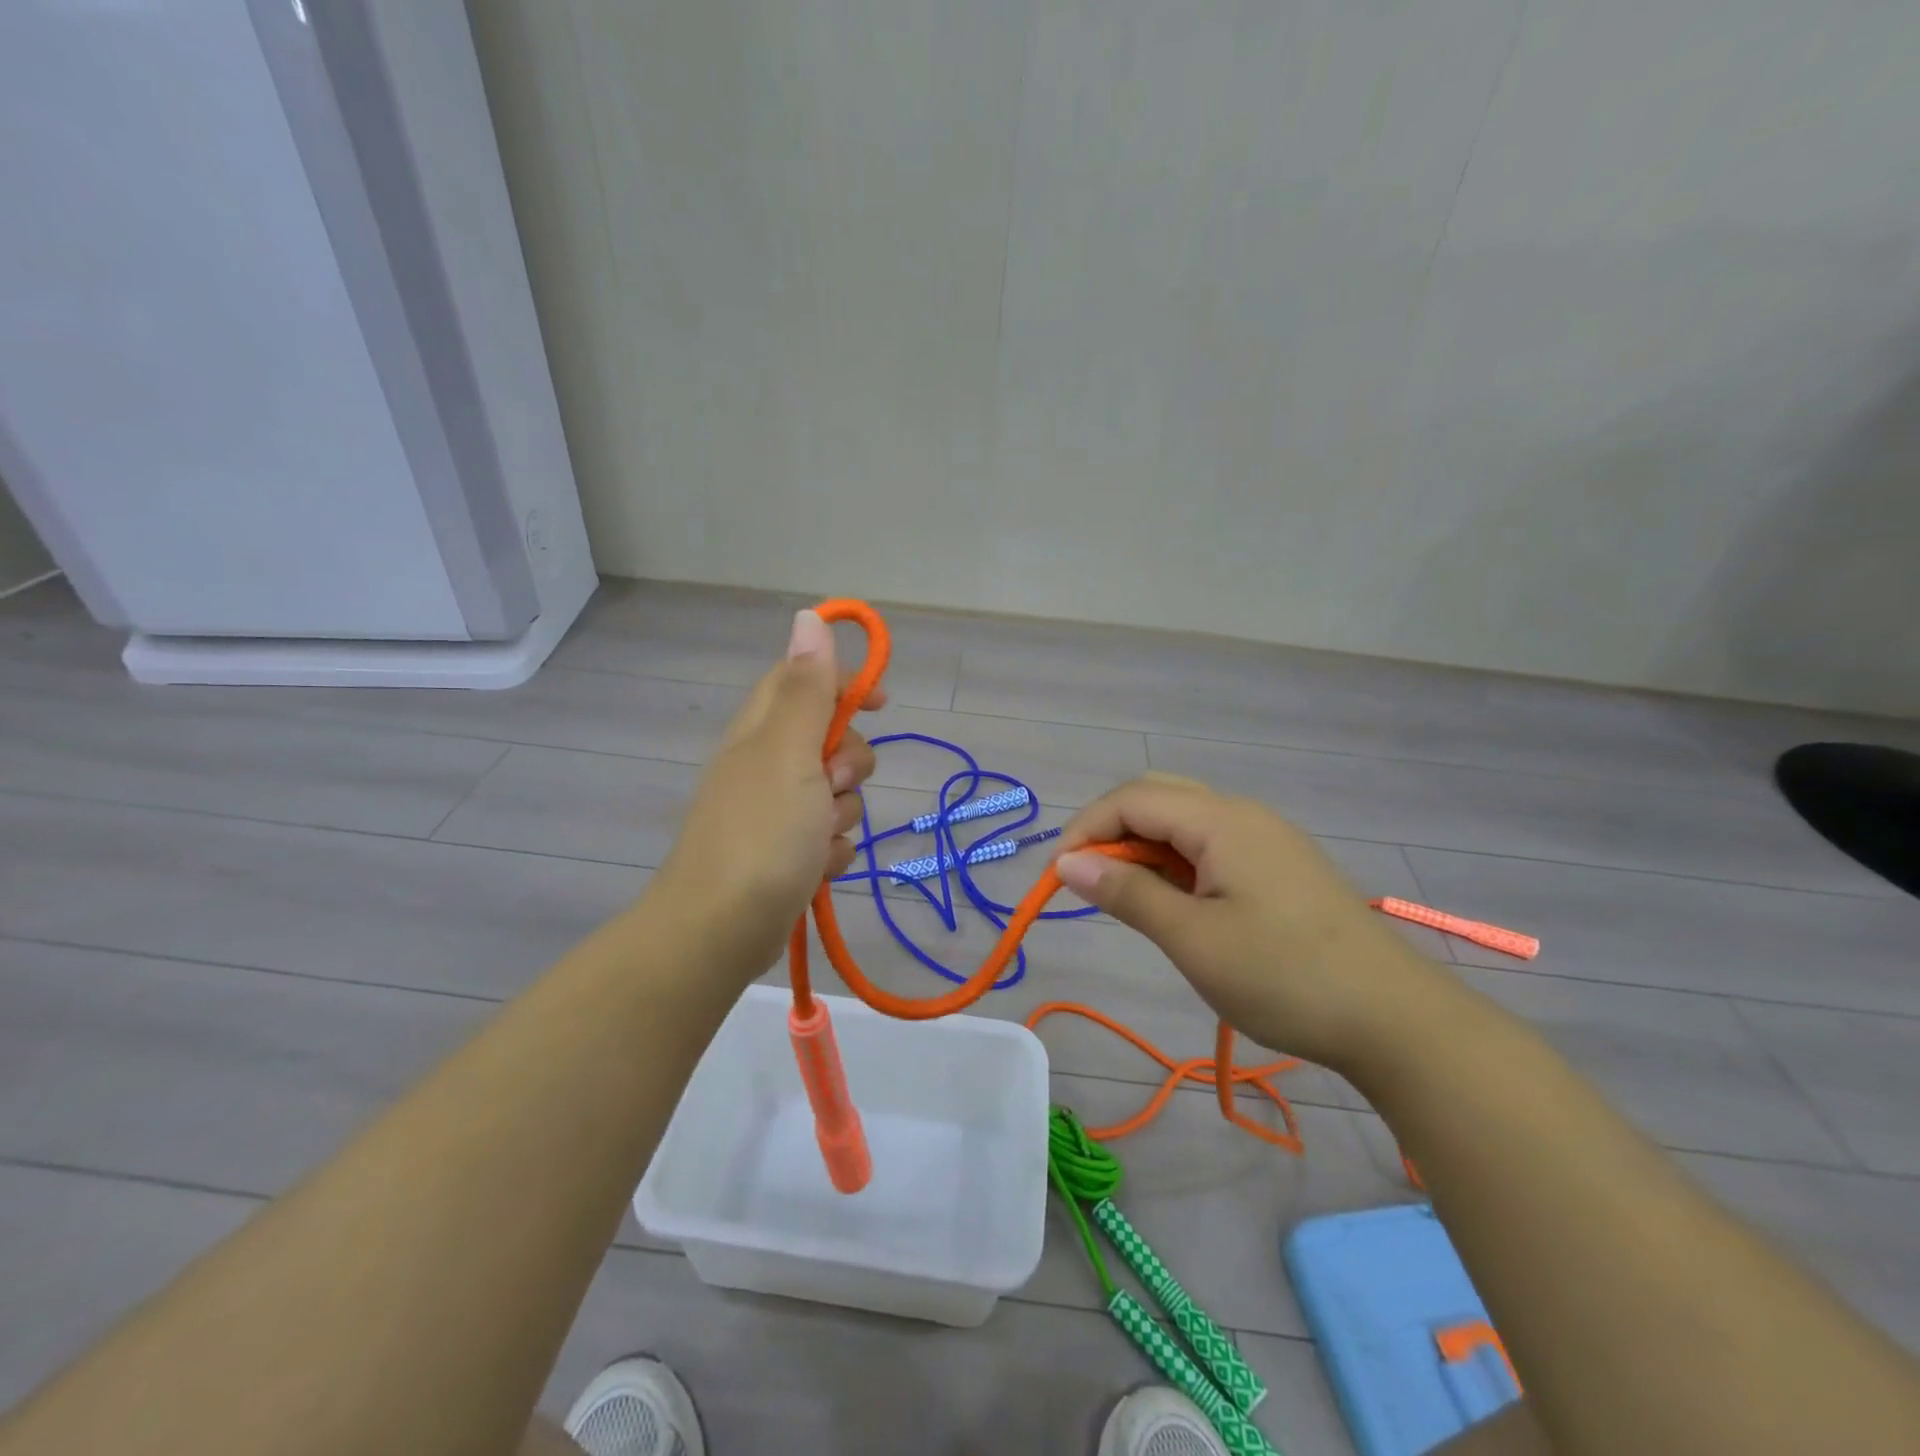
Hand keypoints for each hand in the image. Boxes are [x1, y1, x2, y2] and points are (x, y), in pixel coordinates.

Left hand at [652, 609, 882, 979]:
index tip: (880, 701)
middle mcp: (766, 763)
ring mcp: (775, 810)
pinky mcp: (786, 852)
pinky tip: (817, 868)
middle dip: (849, 763)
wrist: (722, 930)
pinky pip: (830, 837)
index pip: (803, 679)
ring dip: (843, 814)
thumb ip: (807, 689)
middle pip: (831, 740)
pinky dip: (832, 851)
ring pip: (837, 793)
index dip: (843, 681)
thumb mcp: (789, 751)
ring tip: (819, 839)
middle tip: (831, 785)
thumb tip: (808, 617)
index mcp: (761, 729)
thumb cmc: (761, 832)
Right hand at [1053, 774, 1447, 1071]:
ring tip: (1128, 898)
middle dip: (1112, 830)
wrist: (1395, 1019)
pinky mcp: (1281, 865)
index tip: (1058, 878)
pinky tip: (1177, 902)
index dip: (1085, 829)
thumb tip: (1068, 863)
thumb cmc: (1284, 977)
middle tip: (1090, 881)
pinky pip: (1212, 845)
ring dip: (1144, 847)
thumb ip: (1127, 893)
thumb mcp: (1193, 940)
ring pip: (1184, 820)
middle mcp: (1243, 814)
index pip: (1132, 799)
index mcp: (1221, 821)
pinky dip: (1176, 862)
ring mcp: (1267, 838)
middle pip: (1157, 796)